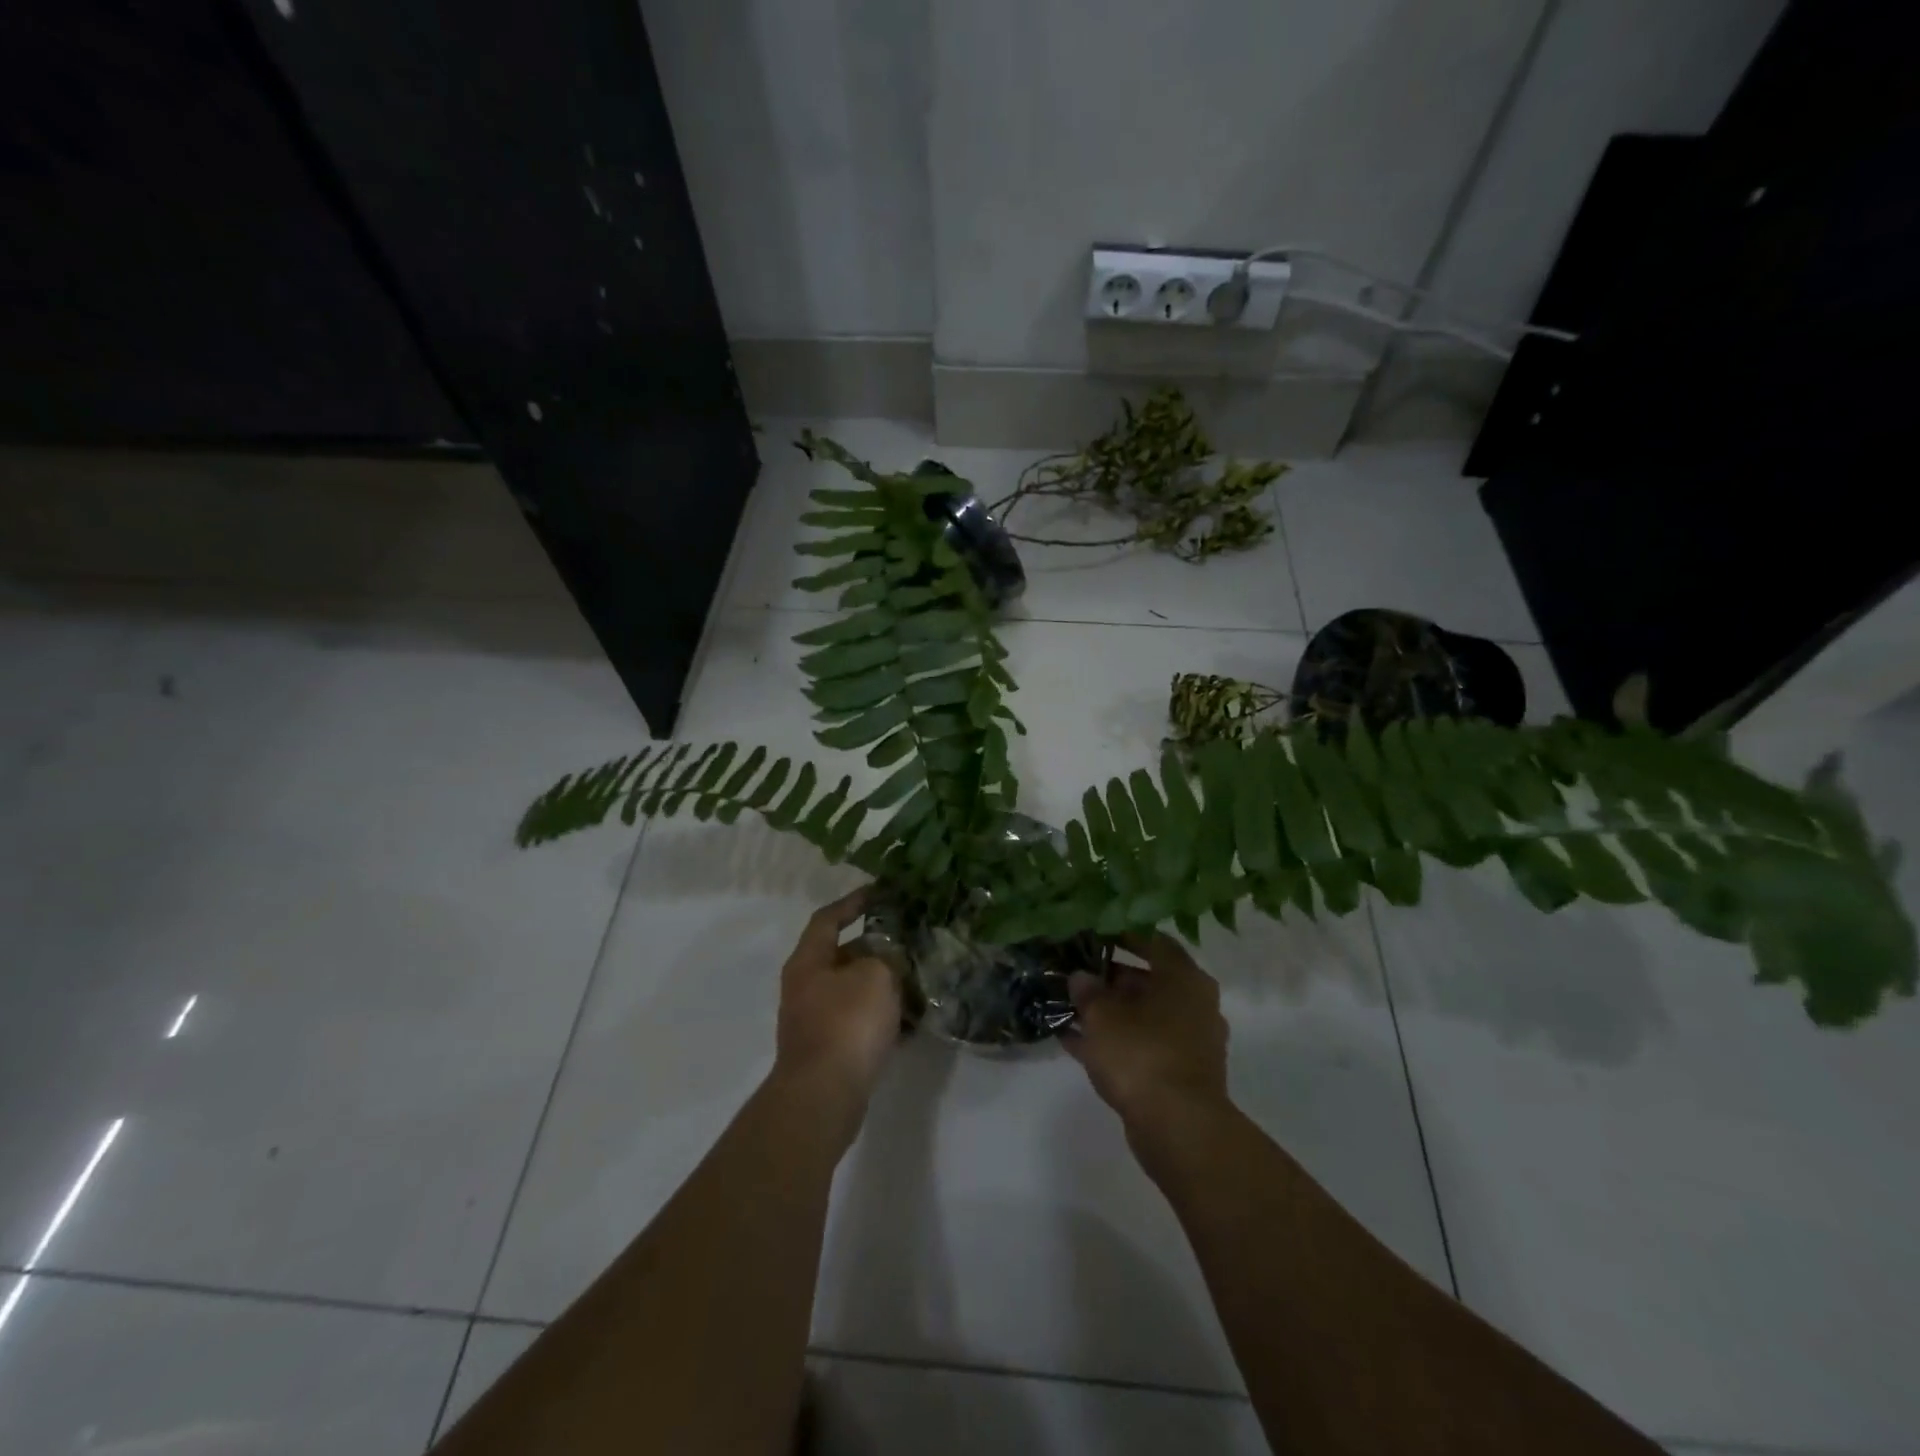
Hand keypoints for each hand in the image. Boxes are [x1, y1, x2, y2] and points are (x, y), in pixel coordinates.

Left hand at [773, 888, 902, 1112]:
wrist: (823, 1096)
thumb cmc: (847, 1023)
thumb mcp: (876, 975)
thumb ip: (885, 957)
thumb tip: (887, 960)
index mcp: (809, 960)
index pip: (828, 918)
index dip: (853, 902)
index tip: (879, 892)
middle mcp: (805, 986)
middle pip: (842, 955)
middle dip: (876, 948)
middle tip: (909, 942)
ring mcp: (814, 1021)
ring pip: (853, 991)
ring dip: (882, 985)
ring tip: (917, 980)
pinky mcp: (828, 1050)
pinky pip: (858, 1023)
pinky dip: (881, 1018)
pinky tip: (910, 1022)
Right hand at [1065, 932, 1231, 1132]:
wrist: (1177, 1127)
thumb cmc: (1142, 1054)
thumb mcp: (1103, 1015)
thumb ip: (1088, 991)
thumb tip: (1081, 977)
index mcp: (1184, 979)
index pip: (1153, 942)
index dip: (1122, 935)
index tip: (1093, 934)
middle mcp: (1193, 1005)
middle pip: (1147, 981)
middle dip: (1109, 977)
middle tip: (1074, 972)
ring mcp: (1187, 1042)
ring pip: (1141, 1016)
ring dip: (1107, 1012)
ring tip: (1066, 1005)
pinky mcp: (1176, 1074)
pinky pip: (1139, 1046)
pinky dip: (1111, 1042)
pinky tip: (1072, 1041)